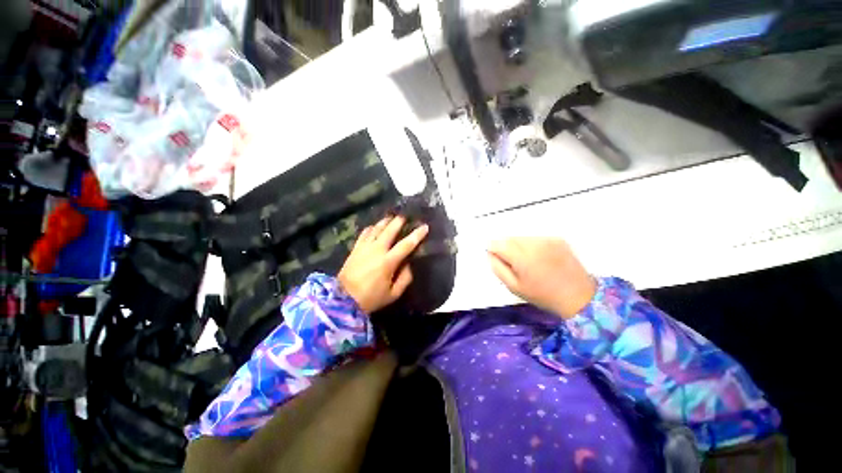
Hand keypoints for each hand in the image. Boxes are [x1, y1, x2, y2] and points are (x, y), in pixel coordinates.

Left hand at [338, 216, 428, 313]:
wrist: (343, 299)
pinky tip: (374, 227)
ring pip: (376, 228)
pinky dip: (371, 228)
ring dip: (385, 222)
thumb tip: (408, 265)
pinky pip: (364, 233)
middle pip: (390, 230)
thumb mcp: (393, 294)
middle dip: (398, 221)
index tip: (425, 227)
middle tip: (405, 215)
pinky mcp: (355, 249)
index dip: (417, 235)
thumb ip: (404, 279)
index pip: (406, 245)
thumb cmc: (370, 298)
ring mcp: (364, 248)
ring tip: (391, 217)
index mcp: (388, 262)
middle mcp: (377, 250)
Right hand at [487, 238, 596, 318]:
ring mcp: (546, 239)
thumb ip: (497, 268)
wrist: (578, 296)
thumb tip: (490, 253)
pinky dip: (532, 245)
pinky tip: (540, 258)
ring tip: (528, 261)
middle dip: (505, 247)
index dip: (493, 250)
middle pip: (508, 238)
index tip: (498, 259)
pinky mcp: (557, 238)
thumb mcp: (514, 286)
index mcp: (521, 257)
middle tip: (513, 263)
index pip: (497, 243)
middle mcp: (533, 243)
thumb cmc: (542, 295)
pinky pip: (535, 238)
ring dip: (518, 245)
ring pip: (521, 237)